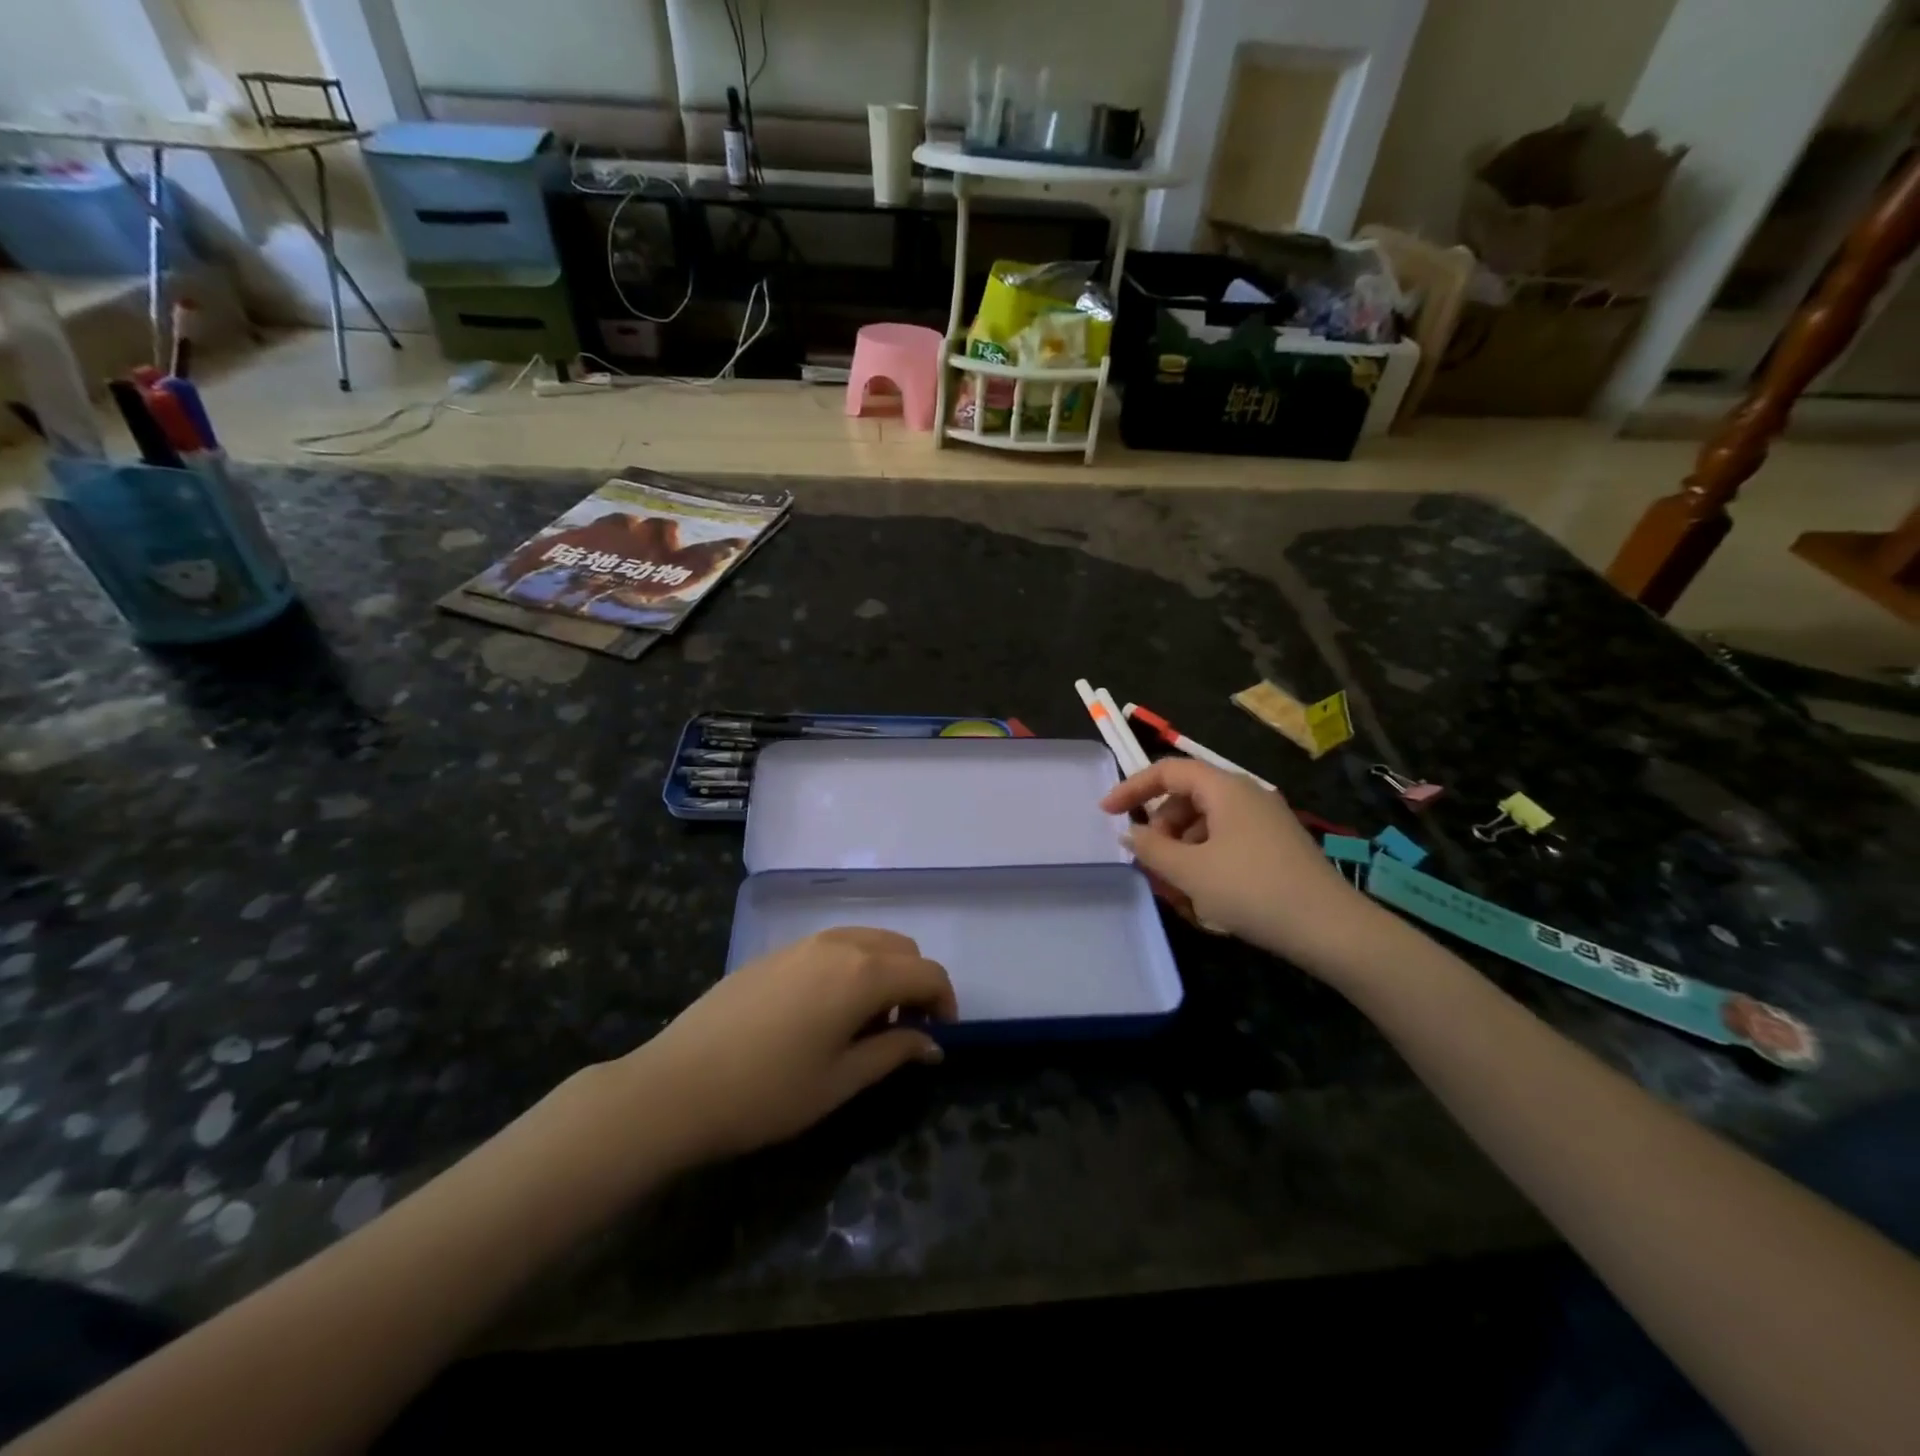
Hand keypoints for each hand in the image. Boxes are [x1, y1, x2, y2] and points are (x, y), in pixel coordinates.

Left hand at [618, 927, 956, 1166]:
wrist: (676, 1085)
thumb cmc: (768, 1092)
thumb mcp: (840, 1081)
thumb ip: (893, 1053)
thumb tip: (932, 1044)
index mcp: (862, 973)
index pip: (927, 973)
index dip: (945, 1002)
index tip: (939, 1038)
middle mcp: (838, 944)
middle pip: (900, 948)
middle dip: (915, 983)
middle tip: (903, 1031)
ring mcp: (803, 943)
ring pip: (866, 940)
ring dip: (883, 971)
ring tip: (865, 1022)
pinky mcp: (775, 952)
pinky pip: (832, 945)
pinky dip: (851, 966)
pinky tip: (825, 1011)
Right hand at [1102, 758, 1392, 975]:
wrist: (1330, 929)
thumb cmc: (1252, 890)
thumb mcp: (1191, 871)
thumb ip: (1151, 849)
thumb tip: (1129, 834)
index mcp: (1225, 788)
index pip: (1168, 771)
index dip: (1133, 788)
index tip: (1107, 813)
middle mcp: (1246, 796)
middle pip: (1187, 799)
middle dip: (1161, 830)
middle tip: (1150, 864)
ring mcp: (1265, 822)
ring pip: (1206, 824)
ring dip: (1182, 851)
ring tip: (1177, 891)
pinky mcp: (1276, 847)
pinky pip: (1227, 842)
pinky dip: (1206, 861)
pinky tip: (1206, 898)